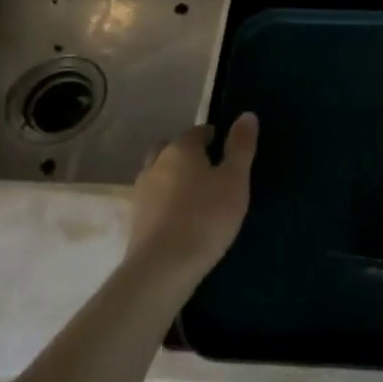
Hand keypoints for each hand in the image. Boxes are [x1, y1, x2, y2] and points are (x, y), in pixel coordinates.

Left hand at [125, 114, 258, 286]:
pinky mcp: (135, 219)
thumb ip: (241, 147)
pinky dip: (166, 200)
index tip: (228, 151)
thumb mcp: (235, 180)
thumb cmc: (206, 216)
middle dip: (188, 153)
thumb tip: (247, 114)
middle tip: (210, 169)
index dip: (214, 137)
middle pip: (171, 149)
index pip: (198, 132)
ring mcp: (141, 192)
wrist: (163, 267)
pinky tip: (180, 216)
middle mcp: (155, 164)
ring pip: (159, 173)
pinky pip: (154, 198)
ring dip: (174, 176)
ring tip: (196, 194)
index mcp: (180, 149)